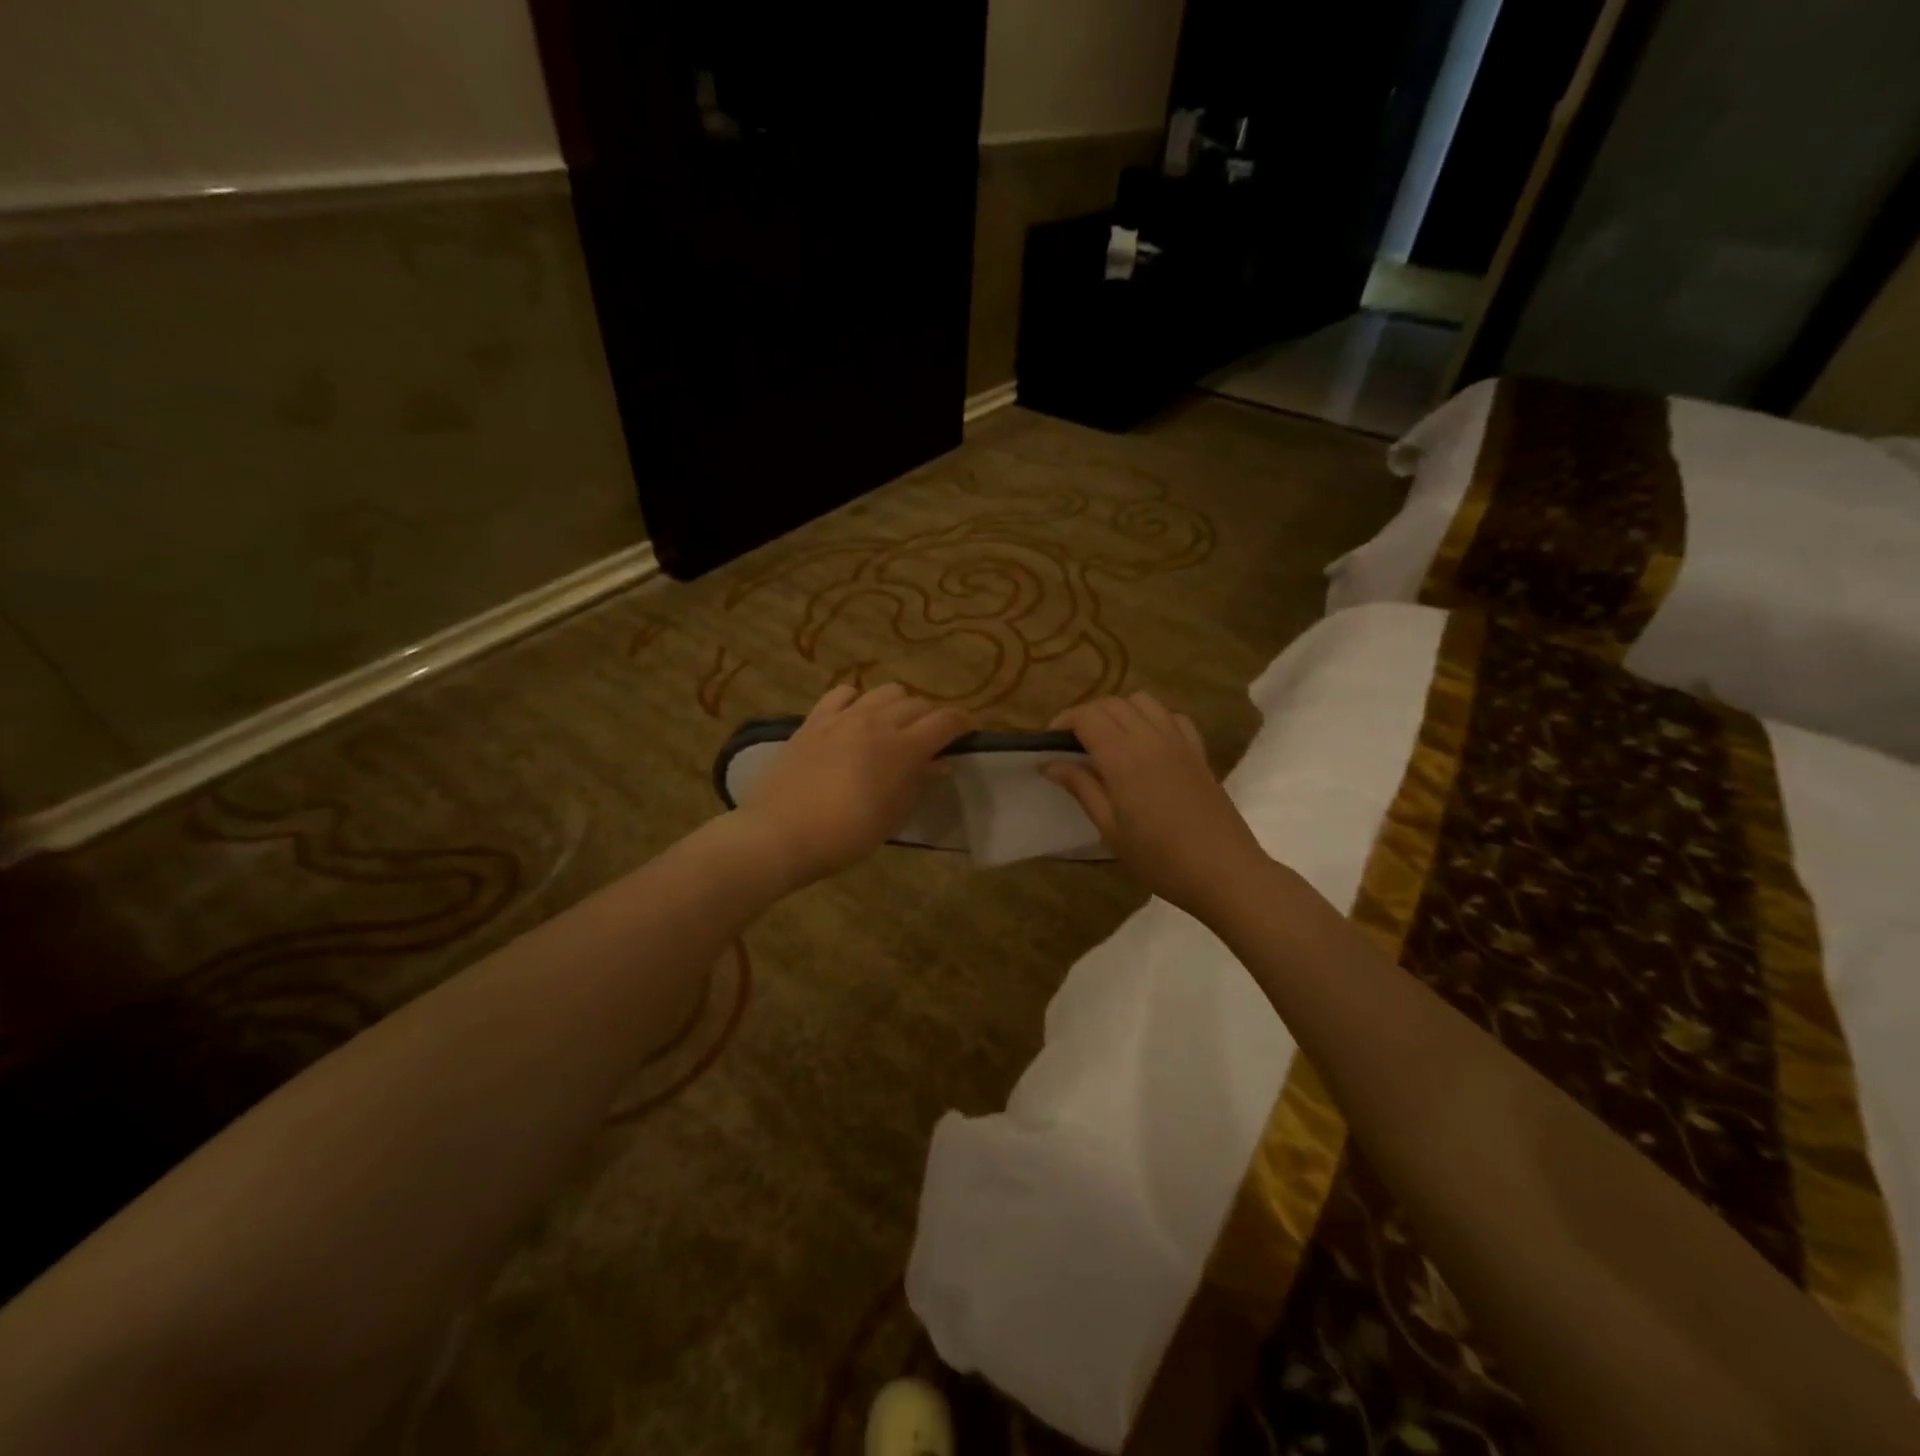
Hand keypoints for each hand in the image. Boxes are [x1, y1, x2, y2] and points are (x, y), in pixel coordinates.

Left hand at [734, 684, 969, 888]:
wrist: (781, 833)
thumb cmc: (846, 835)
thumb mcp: (893, 816)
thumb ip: (918, 783)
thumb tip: (938, 763)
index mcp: (904, 747)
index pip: (946, 721)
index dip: (963, 722)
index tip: (969, 730)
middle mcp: (877, 721)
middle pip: (917, 704)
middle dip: (931, 718)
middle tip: (930, 739)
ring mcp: (843, 717)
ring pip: (884, 691)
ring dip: (898, 705)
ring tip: (894, 726)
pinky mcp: (814, 720)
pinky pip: (842, 694)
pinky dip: (857, 700)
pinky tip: (854, 717)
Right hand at [1044, 693, 1269, 918]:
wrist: (1223, 871)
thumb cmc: (1159, 857)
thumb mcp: (1110, 828)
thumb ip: (1081, 788)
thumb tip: (1050, 763)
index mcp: (1123, 756)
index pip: (1087, 716)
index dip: (1063, 722)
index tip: (1049, 743)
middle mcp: (1150, 737)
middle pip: (1112, 703)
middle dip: (1086, 715)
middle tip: (1072, 745)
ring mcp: (1179, 740)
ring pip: (1142, 701)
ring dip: (1119, 711)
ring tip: (1108, 740)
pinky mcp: (1198, 751)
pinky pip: (1172, 717)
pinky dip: (1152, 719)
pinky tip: (1147, 744)